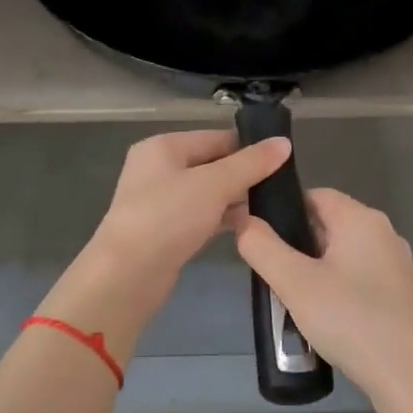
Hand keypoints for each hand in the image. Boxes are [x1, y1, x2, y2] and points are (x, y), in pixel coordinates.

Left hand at [40, 130, 291, 361]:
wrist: (127, 274)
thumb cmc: (168, 217)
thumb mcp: (214, 184)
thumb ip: (250, 163)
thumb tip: (284, 143)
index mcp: (164, 147)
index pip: (216, 137)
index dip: (250, 147)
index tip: (285, 160)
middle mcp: (158, 168)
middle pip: (212, 164)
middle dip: (245, 175)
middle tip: (284, 187)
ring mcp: (160, 201)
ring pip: (208, 192)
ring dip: (236, 199)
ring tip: (273, 207)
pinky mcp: (165, 230)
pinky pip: (201, 215)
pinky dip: (222, 218)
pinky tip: (249, 227)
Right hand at [233, 187, 412, 412]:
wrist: (412, 379)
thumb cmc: (351, 320)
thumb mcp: (295, 283)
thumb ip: (262, 247)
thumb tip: (243, 220)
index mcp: (361, 218)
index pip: (314, 195)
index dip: (282, 210)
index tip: (258, 238)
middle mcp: (382, 233)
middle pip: (327, 224)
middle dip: (295, 244)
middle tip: (270, 274)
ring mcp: (394, 265)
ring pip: (340, 254)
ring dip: (313, 270)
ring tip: (290, 298)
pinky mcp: (398, 295)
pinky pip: (356, 278)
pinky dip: (334, 289)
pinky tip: (321, 317)